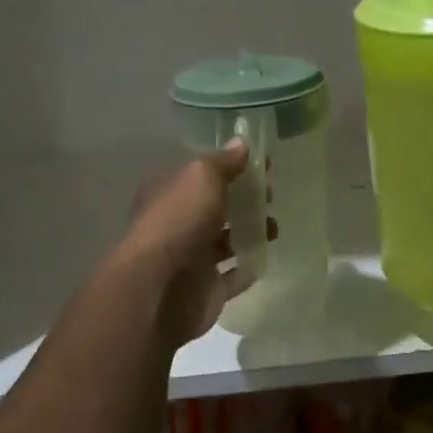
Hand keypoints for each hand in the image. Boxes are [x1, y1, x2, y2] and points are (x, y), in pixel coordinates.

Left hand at [113, 140, 267, 348]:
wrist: (158, 289)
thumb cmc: (178, 221)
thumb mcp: (201, 177)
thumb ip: (223, 162)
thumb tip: (241, 142)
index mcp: (168, 190)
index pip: (201, 172)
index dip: (230, 165)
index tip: (262, 163)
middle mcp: (175, 221)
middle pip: (213, 205)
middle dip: (243, 198)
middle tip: (271, 195)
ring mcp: (189, 257)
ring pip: (223, 240)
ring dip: (249, 231)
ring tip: (274, 227)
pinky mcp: (204, 289)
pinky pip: (231, 276)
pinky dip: (247, 267)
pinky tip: (266, 256)